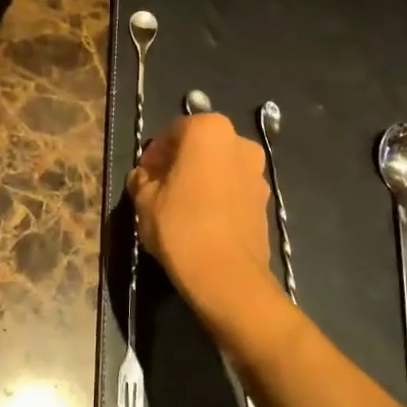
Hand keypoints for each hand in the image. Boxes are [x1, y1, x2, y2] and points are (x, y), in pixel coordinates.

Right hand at [129, 112, 278, 317]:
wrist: (227, 276)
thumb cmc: (180, 227)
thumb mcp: (145, 201)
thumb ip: (142, 180)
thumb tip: (143, 177)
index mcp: (209, 131)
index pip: (173, 131)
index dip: (155, 153)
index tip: (144, 175)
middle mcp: (240, 143)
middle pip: (200, 146)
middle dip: (179, 163)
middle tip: (159, 188)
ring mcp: (257, 172)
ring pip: (220, 168)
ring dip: (201, 179)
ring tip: (180, 207)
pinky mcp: (265, 201)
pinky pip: (234, 189)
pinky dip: (218, 196)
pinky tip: (202, 221)